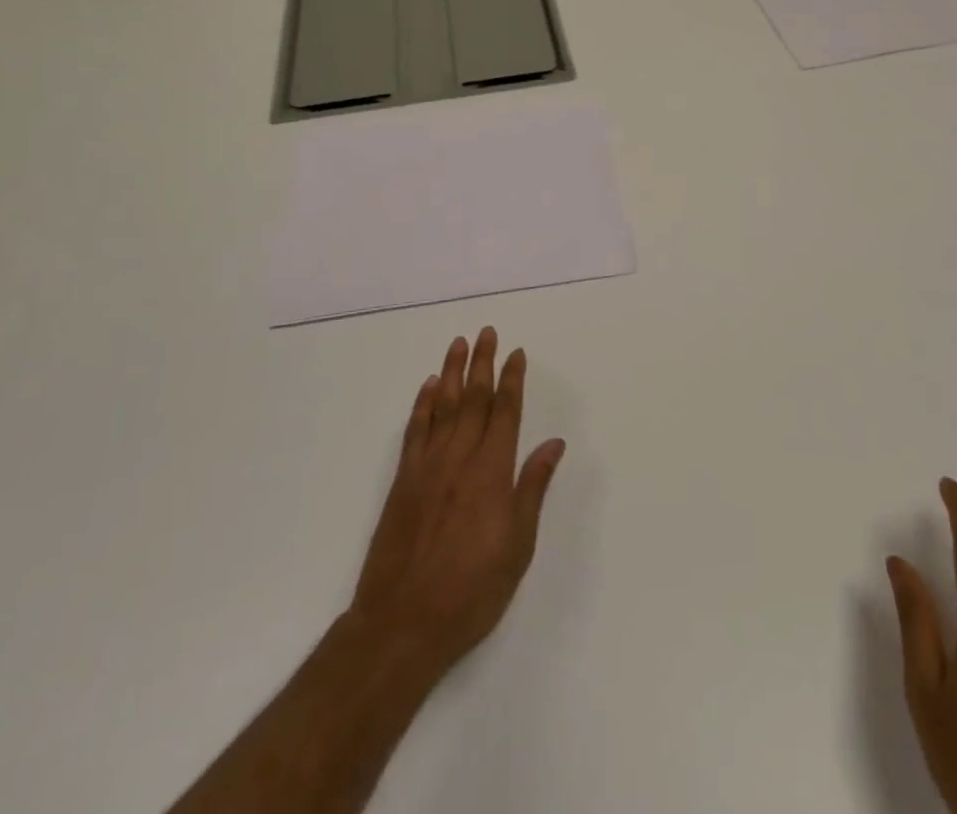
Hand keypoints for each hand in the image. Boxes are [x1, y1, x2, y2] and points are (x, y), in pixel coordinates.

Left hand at [349, 326, 565, 676]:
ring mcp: (427, 466)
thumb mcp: (518, 545)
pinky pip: (415, 431)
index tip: (516, 353)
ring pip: (442, 406)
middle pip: (473, 399)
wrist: (402, 623)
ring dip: (451, 372)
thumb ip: (533, 488)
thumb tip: (553, 443)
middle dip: (482, 363)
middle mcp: (460, 458)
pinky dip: (422, 405)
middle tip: (486, 332)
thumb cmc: (472, 589)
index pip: (505, 412)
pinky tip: (428, 387)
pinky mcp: (403, 481)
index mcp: (492, 471)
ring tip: (457, 344)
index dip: (512, 380)